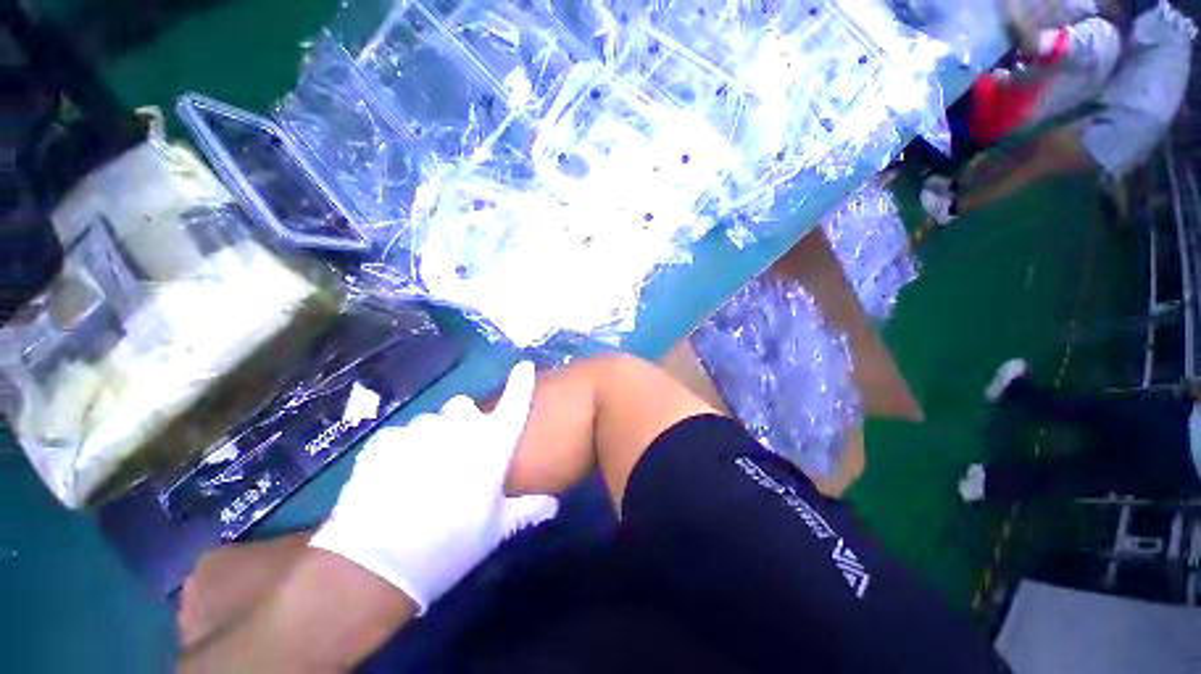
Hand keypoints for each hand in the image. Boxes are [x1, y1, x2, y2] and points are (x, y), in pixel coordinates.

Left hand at [310, 362, 556, 611]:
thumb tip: (553, 505)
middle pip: (463, 407)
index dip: (521, 382)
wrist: (378, 566)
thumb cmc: (451, 545)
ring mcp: (419, 431)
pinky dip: (400, 450)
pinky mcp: (384, 441)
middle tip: (457, 453)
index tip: (524, 366)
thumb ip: (526, 510)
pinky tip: (393, 479)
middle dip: (462, 422)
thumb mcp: (495, 531)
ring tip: (421, 472)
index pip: (514, 403)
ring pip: (430, 422)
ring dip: (431, 438)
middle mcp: (459, 428)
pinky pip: (400, 436)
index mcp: (491, 445)